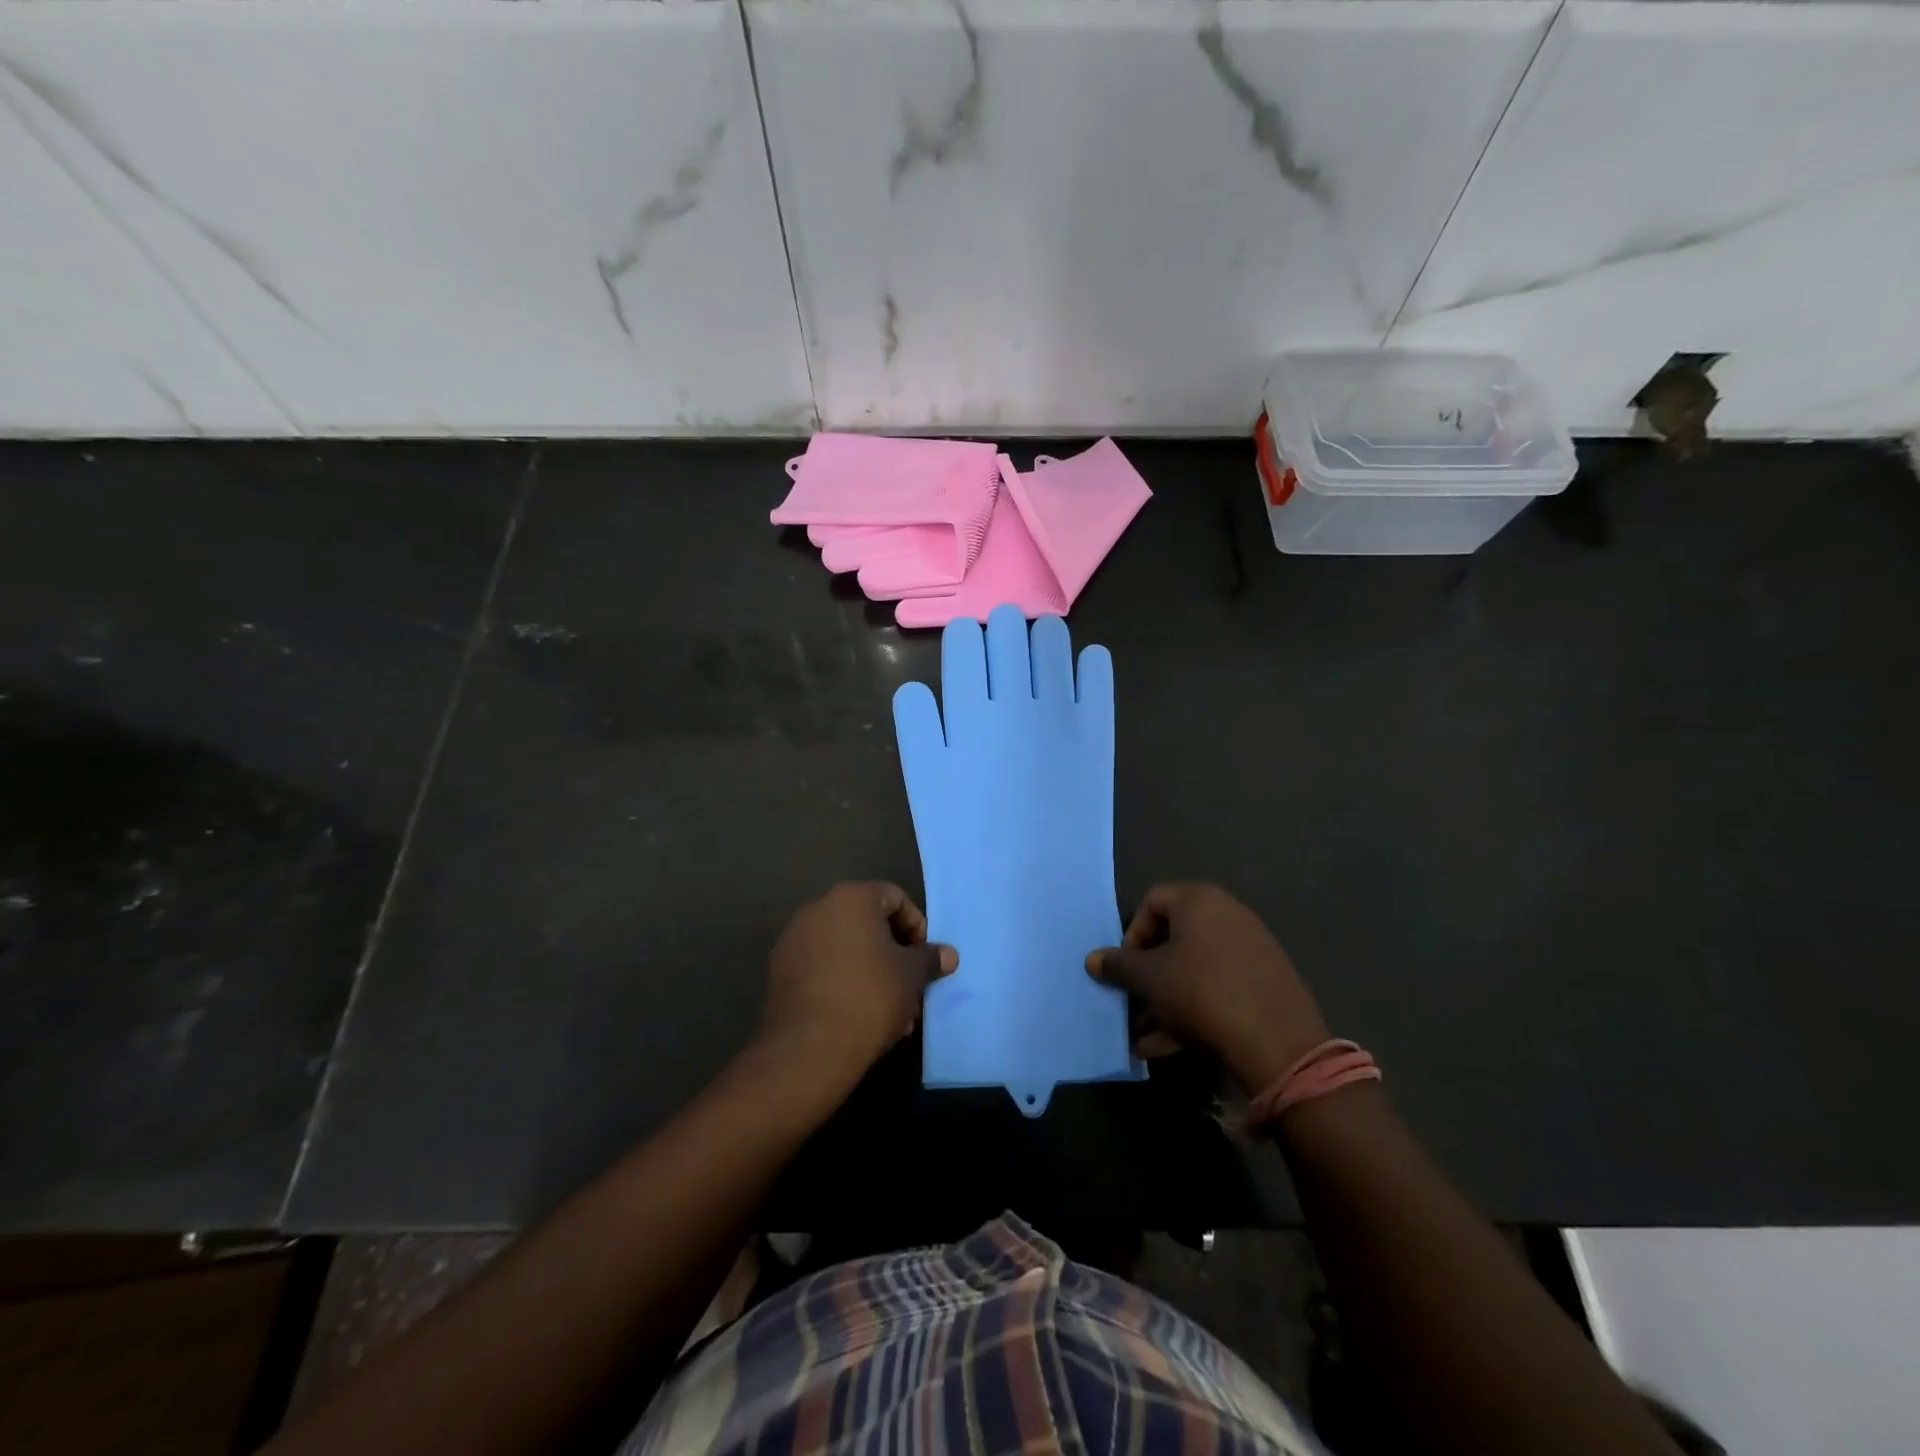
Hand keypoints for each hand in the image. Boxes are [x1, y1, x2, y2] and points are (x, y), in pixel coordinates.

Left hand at [759, 882, 957, 1087]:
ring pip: (845, 948)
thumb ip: (930, 958)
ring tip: (890, 1012)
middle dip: (893, 954)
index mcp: (851, 898)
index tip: (924, 959)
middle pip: (868, 923)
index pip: (895, 898)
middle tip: (910, 987)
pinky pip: (822, 967)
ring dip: (871, 971)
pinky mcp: (778, 972)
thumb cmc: (869, 997)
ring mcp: (793, 940)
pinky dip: (843, 982)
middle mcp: (817, 908)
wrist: (808, 1049)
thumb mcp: (912, 976)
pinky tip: (858, 1017)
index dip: (916, 927)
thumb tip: (948, 954)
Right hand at [1085, 883, 1328, 1092]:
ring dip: (1164, 1001)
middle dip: (1146, 976)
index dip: (1131, 934)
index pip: (1152, 902)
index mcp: (1200, 901)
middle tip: (1131, 1003)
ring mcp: (1251, 951)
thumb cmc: (1201, 992)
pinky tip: (1169, 1047)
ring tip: (1143, 1036)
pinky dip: (1191, 1011)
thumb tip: (1092, 960)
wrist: (1279, 1043)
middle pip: (1173, 940)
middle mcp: (1228, 916)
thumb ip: (1118, 966)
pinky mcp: (1265, 985)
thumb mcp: (1149, 979)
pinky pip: (1217, 990)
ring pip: (1194, 971)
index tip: (1125, 967)